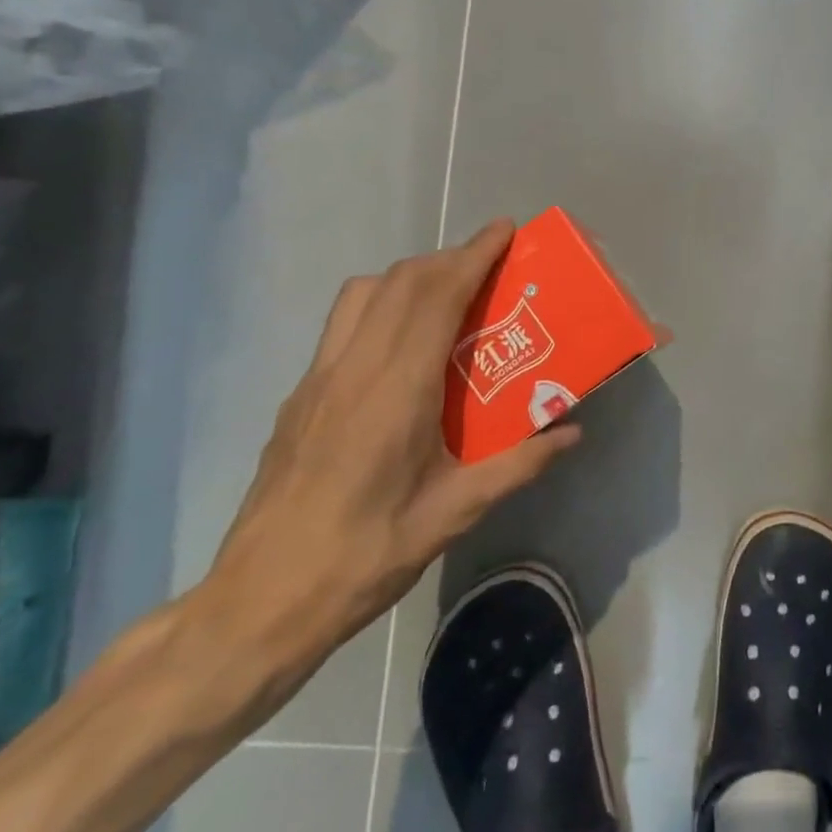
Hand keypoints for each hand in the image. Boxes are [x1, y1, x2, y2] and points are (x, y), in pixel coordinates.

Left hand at [201, 220, 581, 685]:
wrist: (260, 601)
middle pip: (401, 282)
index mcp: (396, 390)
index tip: (505, 230)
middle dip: (449, 257)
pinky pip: (345, 324)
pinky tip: (405, 347)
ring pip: (364, 294)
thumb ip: (518, 465)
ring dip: (410, 277)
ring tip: (448, 295)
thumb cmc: (365, 556)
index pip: (436, 296)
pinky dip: (383, 305)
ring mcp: (318, 379)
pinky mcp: (300, 397)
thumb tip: (572, 433)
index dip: (472, 255)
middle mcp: (353, 369)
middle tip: (491, 263)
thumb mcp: (455, 513)